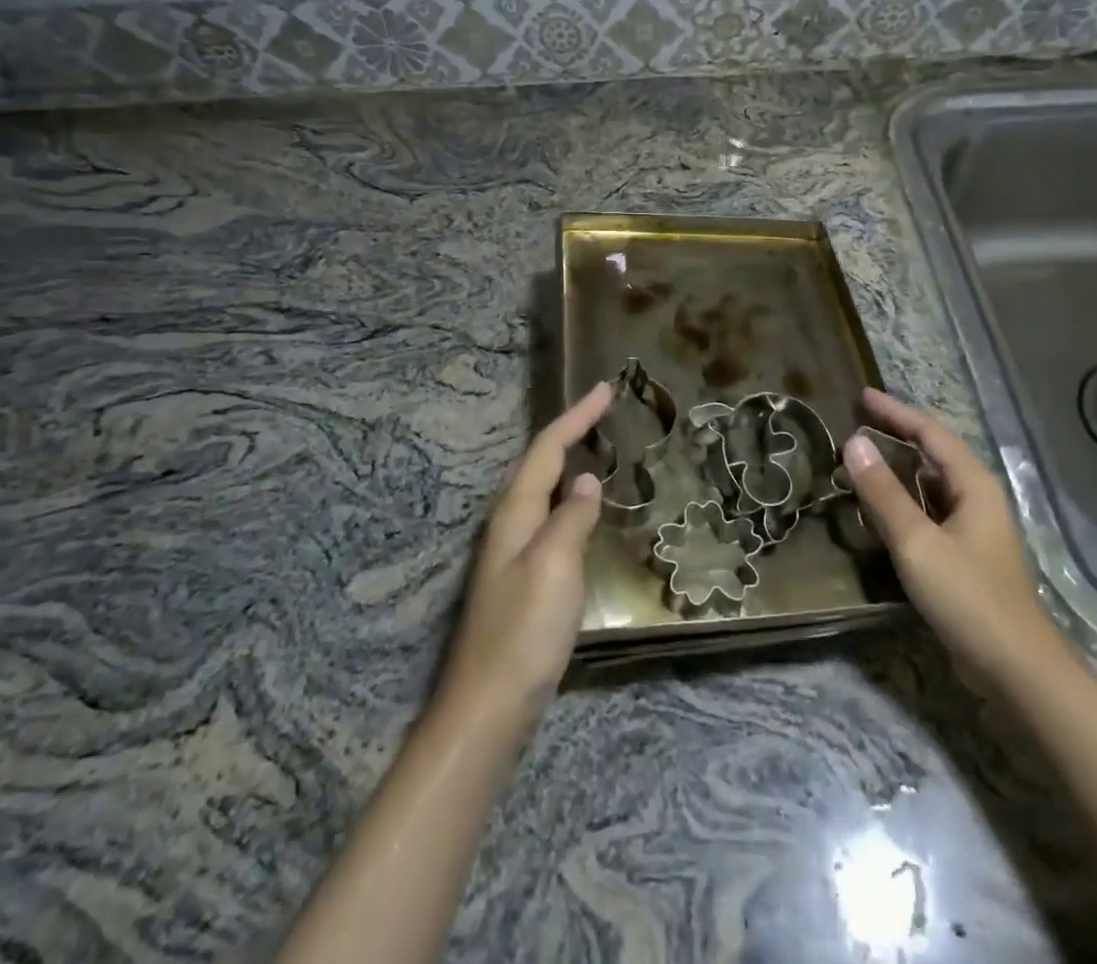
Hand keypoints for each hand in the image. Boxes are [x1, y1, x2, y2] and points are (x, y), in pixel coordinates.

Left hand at [440, 382, 612, 733]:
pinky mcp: (524, 580)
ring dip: (567, 461)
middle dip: (570, 431)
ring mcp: (515, 554)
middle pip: (539, 463)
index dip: (577, 417)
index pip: (547, 450)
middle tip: (603, 410)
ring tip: (597, 446)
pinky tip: (583, 510)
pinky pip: (550, 518)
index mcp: (515, 514)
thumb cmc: (523, 632)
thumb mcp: (553, 567)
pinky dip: (569, 497)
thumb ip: (572, 518)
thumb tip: (587, 479)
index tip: (606, 389)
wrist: (489, 708)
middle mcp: (511, 526)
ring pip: (542, 490)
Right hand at [843, 388, 1060, 681]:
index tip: (862, 396)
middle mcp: (977, 497)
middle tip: (859, 419)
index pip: (929, 432)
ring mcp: (975, 527)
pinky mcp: (967, 553)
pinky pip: (931, 508)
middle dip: (898, 431)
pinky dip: (905, 495)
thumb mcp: (916, 542)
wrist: (1017, 669)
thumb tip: (853, 442)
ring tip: (866, 454)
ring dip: (900, 464)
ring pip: (932, 481)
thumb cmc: (968, 597)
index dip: (895, 412)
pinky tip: (885, 506)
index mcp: (972, 484)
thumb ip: (883, 492)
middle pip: (934, 451)